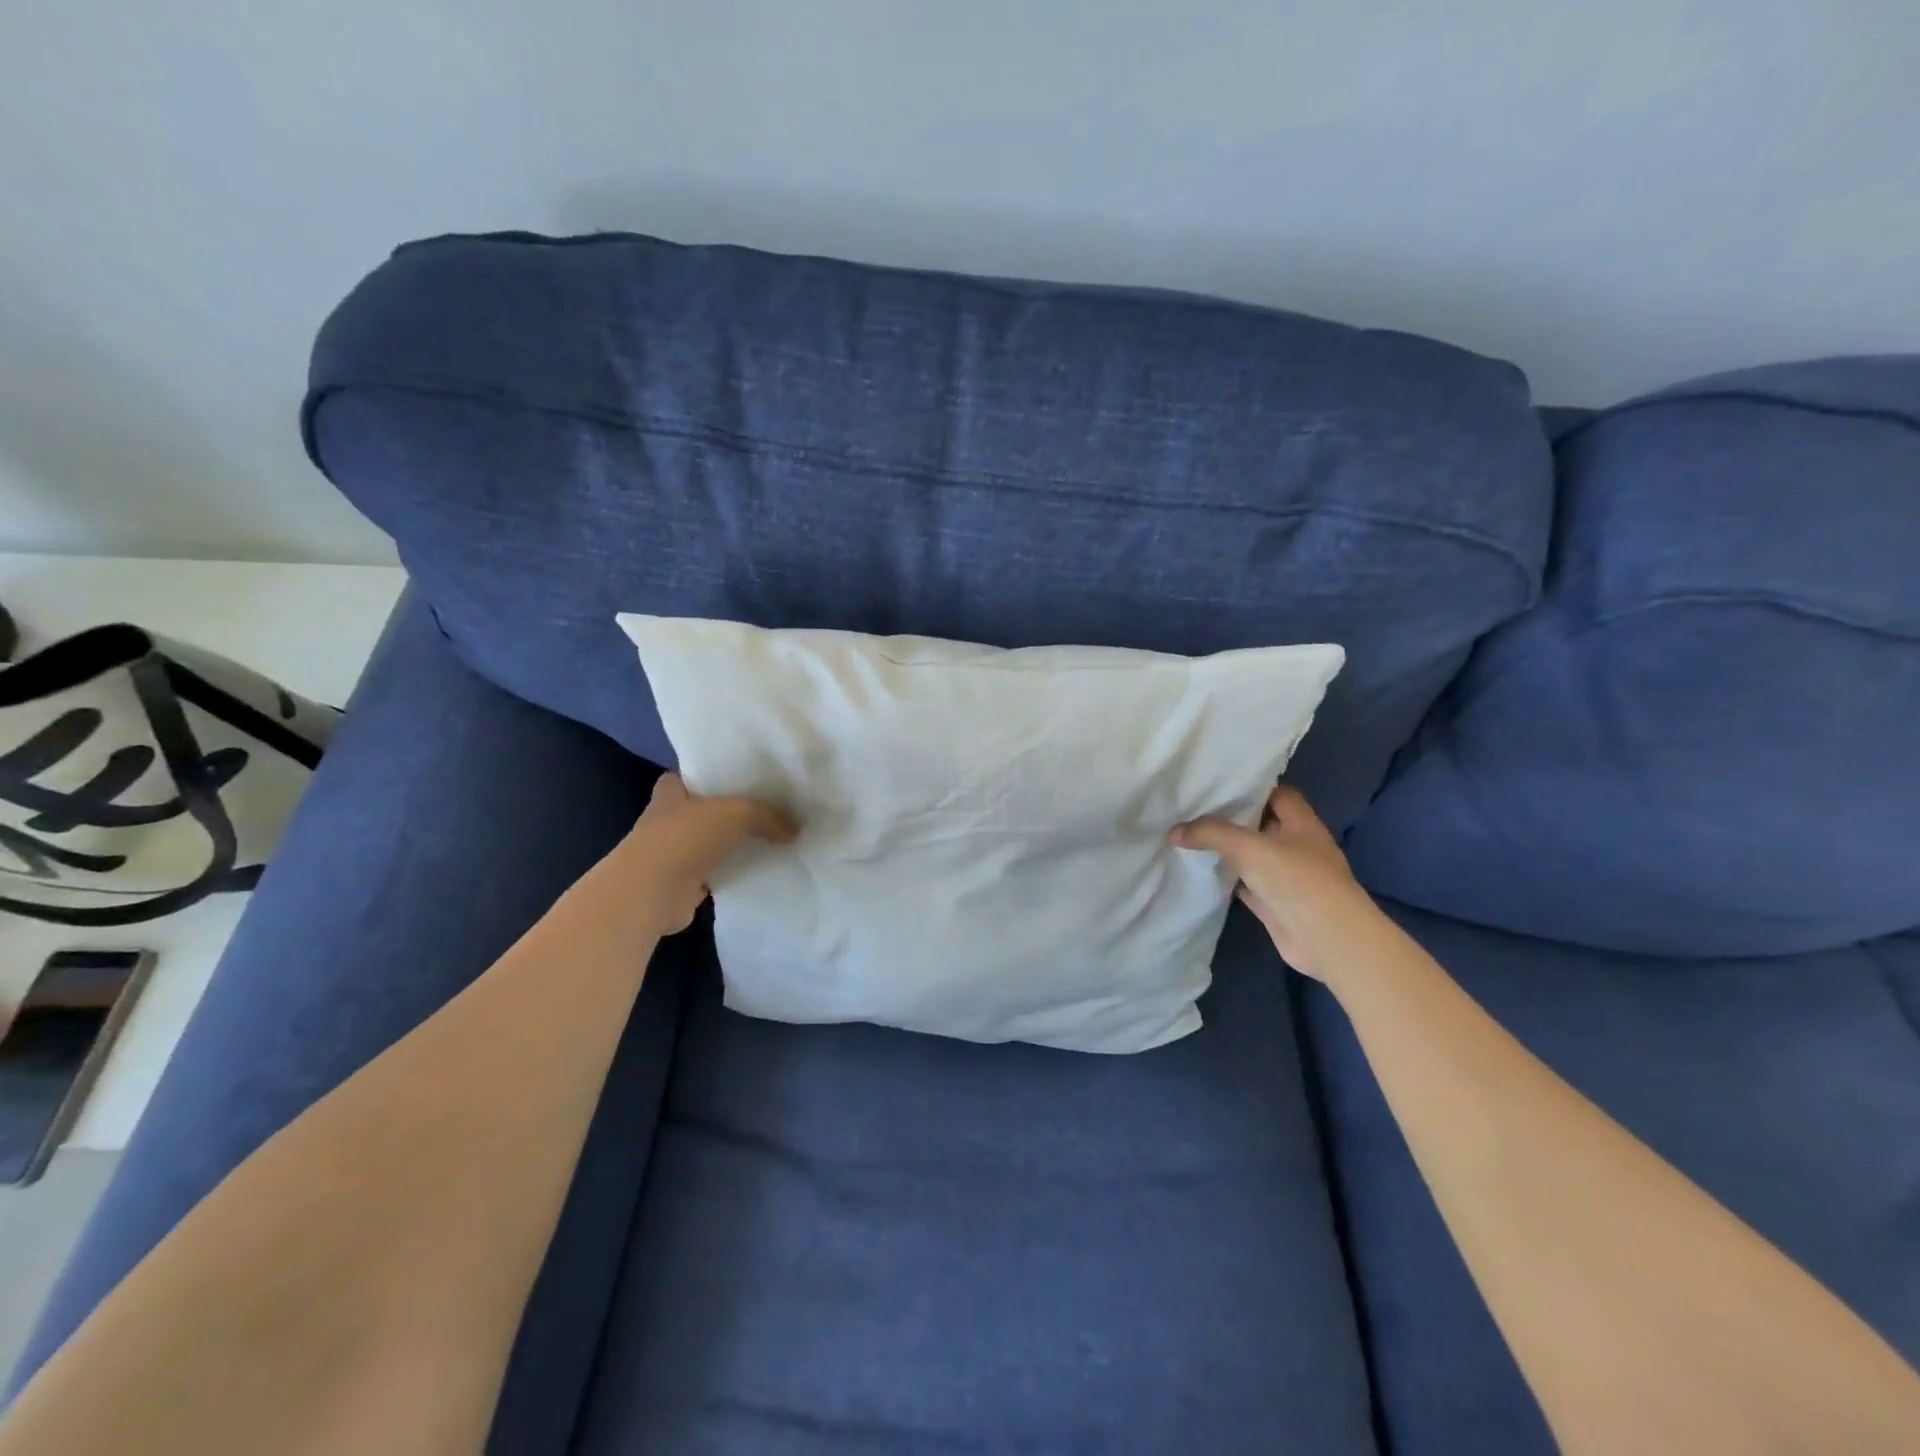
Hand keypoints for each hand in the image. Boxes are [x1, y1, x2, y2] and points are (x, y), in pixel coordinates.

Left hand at [620, 773, 797, 933]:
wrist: (652, 891)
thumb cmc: (686, 836)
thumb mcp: (737, 813)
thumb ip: (768, 816)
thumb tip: (795, 830)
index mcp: (670, 792)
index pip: (688, 776)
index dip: (710, 776)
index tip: (740, 779)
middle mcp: (666, 820)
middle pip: (703, 810)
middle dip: (728, 812)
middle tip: (766, 810)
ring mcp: (672, 854)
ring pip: (709, 844)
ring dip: (731, 846)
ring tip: (770, 841)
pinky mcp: (682, 884)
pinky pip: (715, 874)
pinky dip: (732, 874)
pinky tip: (758, 872)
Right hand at [1171, 785, 1382, 982]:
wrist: (1327, 940)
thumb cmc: (1297, 880)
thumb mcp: (1249, 847)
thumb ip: (1211, 833)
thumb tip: (1174, 831)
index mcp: (1302, 824)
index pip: (1278, 794)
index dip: (1252, 787)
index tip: (1218, 784)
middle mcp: (1297, 847)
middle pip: (1262, 824)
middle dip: (1232, 818)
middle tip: (1194, 808)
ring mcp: (1288, 878)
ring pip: (1253, 857)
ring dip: (1228, 851)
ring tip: (1191, 836)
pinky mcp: (1276, 904)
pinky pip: (1247, 886)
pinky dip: (1228, 880)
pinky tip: (1203, 873)